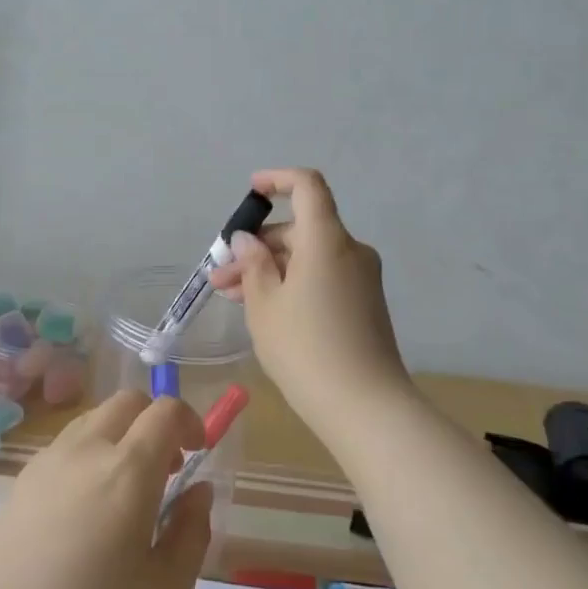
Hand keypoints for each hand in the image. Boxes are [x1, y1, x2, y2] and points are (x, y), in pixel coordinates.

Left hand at [0, 392, 211, 588]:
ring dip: (120, 436)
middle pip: (127, 402)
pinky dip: (88, 455)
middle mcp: (86, 450)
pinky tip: (85, 509)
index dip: (190, 420)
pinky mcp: (21, 480)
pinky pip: (66, 446)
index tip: (197, 453)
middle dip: (154, 422)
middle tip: (165, 470)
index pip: (165, 411)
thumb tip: (198, 490)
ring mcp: (48, 461)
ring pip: (94, 419)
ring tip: (124, 491)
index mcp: (127, 471)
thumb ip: (192, 530)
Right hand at [210, 168, 413, 435]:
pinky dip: (293, 283)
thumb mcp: (265, 305)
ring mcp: (361, 279)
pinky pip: (323, 277)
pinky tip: (265, 310)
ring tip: (233, 297)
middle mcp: (350, 250)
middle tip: (221, 278)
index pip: (307, 186)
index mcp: (326, 240)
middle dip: (258, 247)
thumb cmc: (305, 349)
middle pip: (301, 229)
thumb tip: (247, 241)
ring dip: (271, 269)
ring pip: (308, 257)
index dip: (277, 180)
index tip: (251, 192)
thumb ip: (252, 265)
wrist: (366, 408)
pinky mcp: (364, 304)